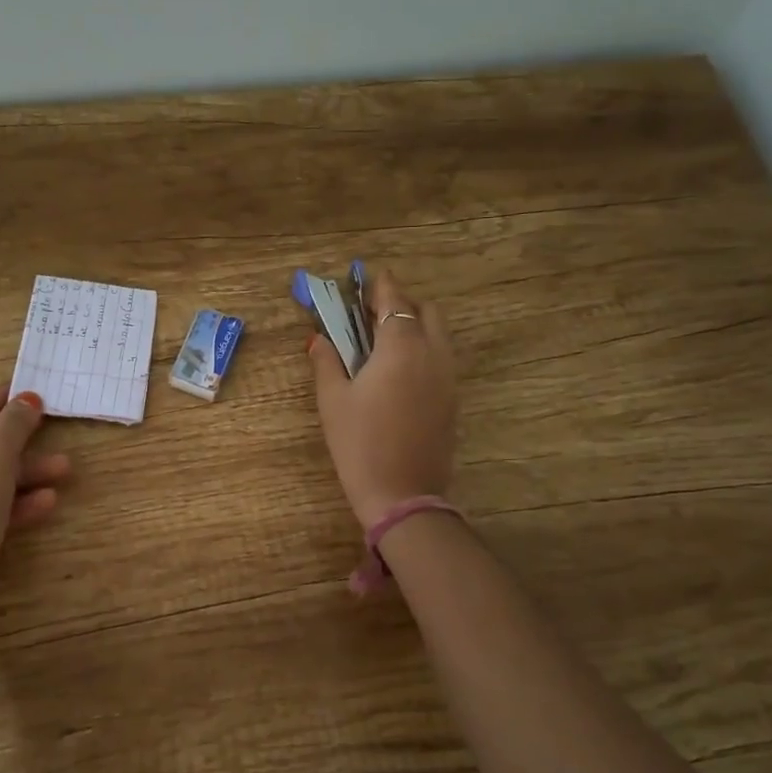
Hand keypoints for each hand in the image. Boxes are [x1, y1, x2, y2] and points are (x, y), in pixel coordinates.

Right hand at [307, 268, 457, 528]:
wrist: (402, 494)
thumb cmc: (359, 444)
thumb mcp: (333, 401)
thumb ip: (327, 362)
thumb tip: (319, 339)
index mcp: (401, 347)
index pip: (394, 300)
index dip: (380, 286)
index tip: (366, 277)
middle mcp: (432, 353)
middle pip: (425, 310)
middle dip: (402, 303)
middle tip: (371, 314)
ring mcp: (447, 377)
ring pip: (438, 334)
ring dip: (415, 325)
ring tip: (383, 341)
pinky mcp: (452, 399)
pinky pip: (441, 358)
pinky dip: (423, 349)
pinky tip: (398, 370)